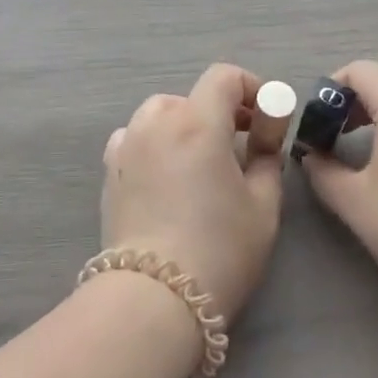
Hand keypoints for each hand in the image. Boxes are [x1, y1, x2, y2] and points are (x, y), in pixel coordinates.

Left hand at [100, 63, 283, 322]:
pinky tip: (166, 174)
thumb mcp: (263, 204)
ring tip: (201, 160)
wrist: (154, 299)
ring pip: (159, 115)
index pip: (223, 77)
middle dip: (220, 111)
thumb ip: (268, 155)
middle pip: (191, 96)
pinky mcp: (110, 173)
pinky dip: (155, 143)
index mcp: (197, 123)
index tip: (266, 118)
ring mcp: (127, 147)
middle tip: (241, 145)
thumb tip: (266, 131)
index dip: (251, 88)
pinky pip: (135, 139)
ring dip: (184, 125)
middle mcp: (156, 123)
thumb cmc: (220, 250)